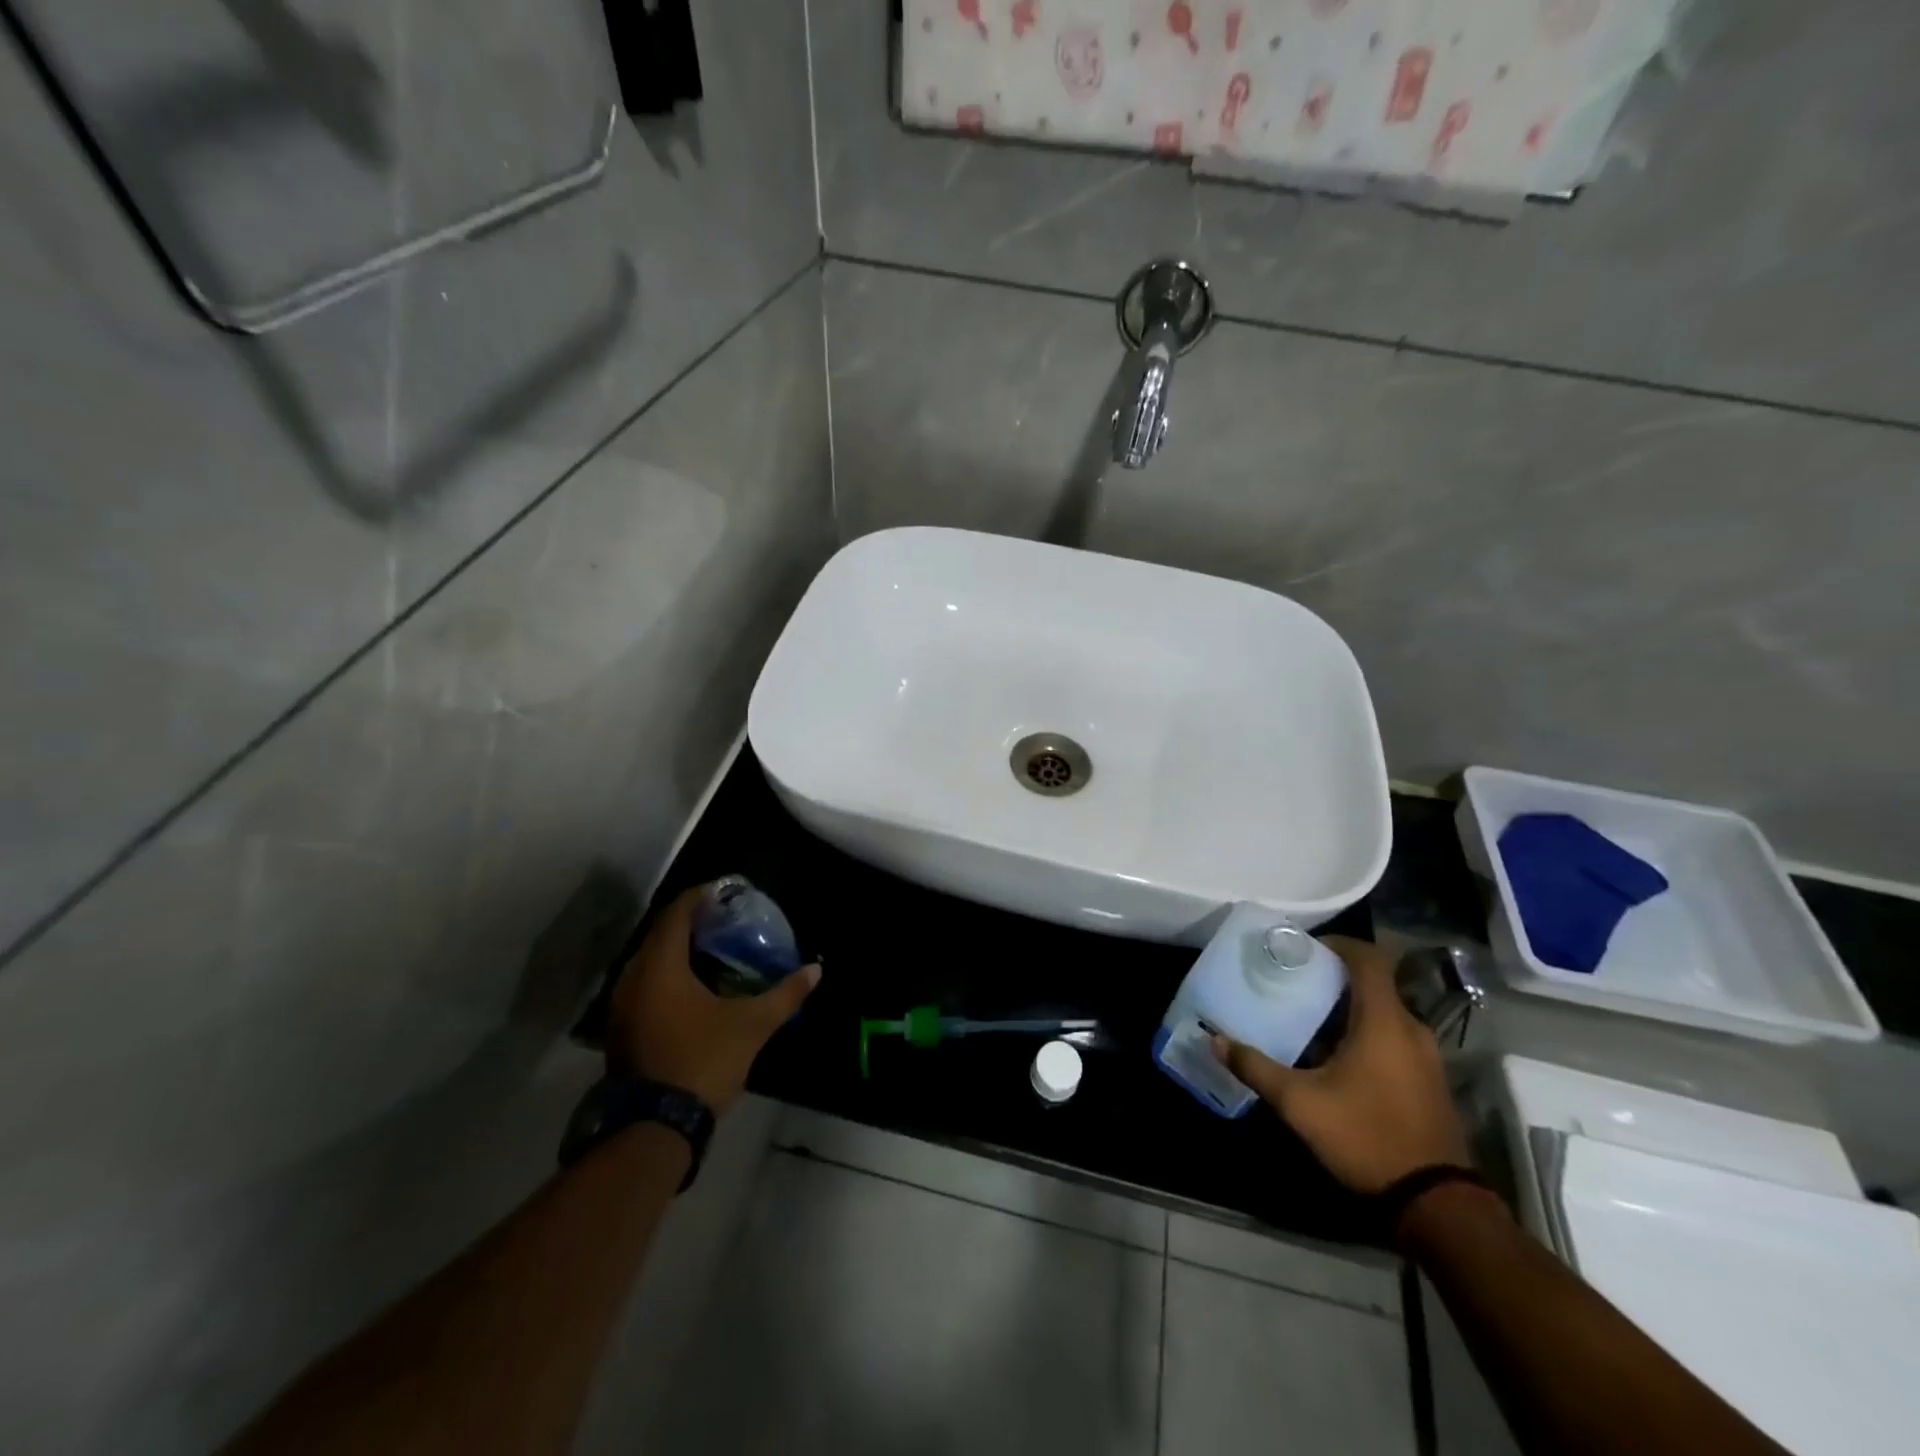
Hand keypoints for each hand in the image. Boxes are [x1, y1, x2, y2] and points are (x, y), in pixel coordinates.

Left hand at [608, 885, 819, 1114]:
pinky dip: (669, 974)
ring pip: (651, 960)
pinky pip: (646, 984)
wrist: (654, 1128)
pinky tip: (695, 985)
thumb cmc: (703, 1061)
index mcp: (660, 966)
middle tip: (726, 919)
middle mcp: (633, 978)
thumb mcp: (752, 1025)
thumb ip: (785, 994)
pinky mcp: (623, 1028)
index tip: (728, 891)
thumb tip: (816, 970)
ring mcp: (622, 1005)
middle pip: (661, 933)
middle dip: (693, 921)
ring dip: (680, 949)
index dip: (702, 896)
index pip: (677, 912)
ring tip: (715, 948)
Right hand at [1213, 936, 1468, 1194]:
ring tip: (1307, 1019)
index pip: (1368, 958)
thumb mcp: (1299, 1103)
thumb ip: (1256, 1068)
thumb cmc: (1366, 1136)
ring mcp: (1425, 1057)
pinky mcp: (1429, 1082)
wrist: (1436, 1205)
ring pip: (1383, 1014)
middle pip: (1373, 984)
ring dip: (1348, 1010)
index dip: (1337, 944)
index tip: (1303, 949)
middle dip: (1333, 979)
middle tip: (1293, 984)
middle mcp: (1411, 1029)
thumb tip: (1215, 1040)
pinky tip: (1334, 1059)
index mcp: (1384, 1021)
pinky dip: (1365, 1034)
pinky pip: (1393, 1039)